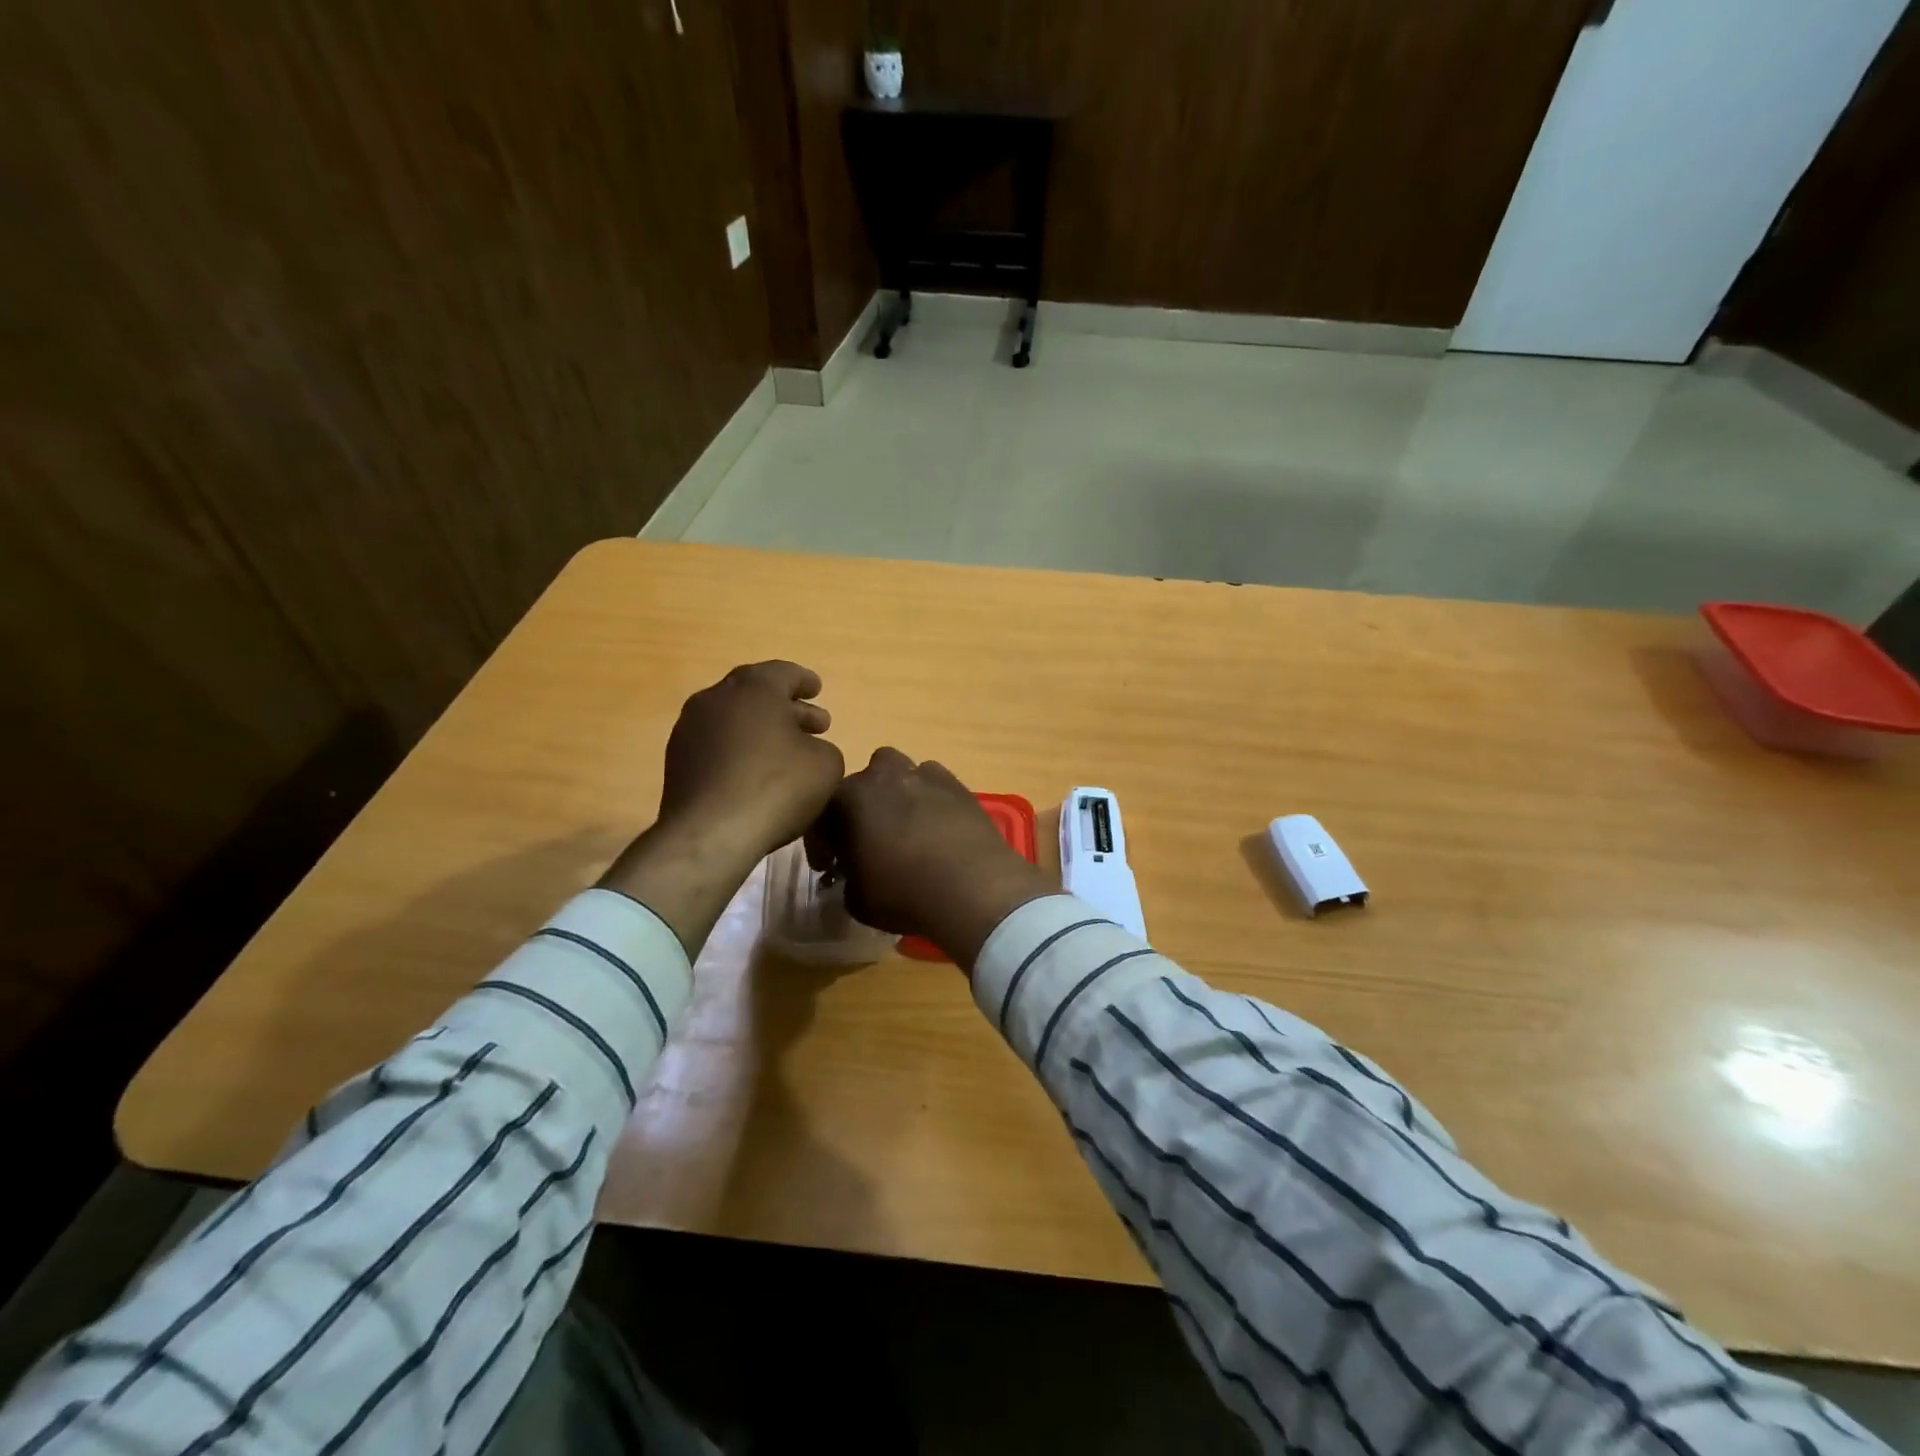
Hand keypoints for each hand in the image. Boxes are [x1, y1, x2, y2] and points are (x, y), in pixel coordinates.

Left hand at [657, 660, 844, 858]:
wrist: (711, 833)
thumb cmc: (777, 787)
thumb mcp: (826, 764)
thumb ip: (823, 747)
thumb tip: (808, 749)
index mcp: (754, 687)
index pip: (784, 673)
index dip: (804, 682)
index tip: (817, 689)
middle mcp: (716, 698)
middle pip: (756, 695)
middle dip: (787, 708)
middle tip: (814, 725)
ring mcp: (690, 729)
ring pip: (734, 720)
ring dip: (761, 730)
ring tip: (786, 751)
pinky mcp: (677, 762)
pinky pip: (717, 745)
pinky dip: (739, 750)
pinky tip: (757, 772)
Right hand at [806, 748, 1050, 969]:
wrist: (973, 886)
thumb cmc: (904, 892)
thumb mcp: (857, 899)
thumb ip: (847, 878)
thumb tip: (853, 875)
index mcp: (851, 797)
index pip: (823, 810)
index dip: (823, 840)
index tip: (829, 866)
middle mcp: (885, 775)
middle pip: (864, 783)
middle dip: (861, 807)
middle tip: (868, 840)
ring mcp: (925, 775)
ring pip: (901, 774)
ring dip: (897, 796)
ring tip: (905, 830)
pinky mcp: (959, 785)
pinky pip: (935, 784)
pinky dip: (930, 800)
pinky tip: (937, 828)